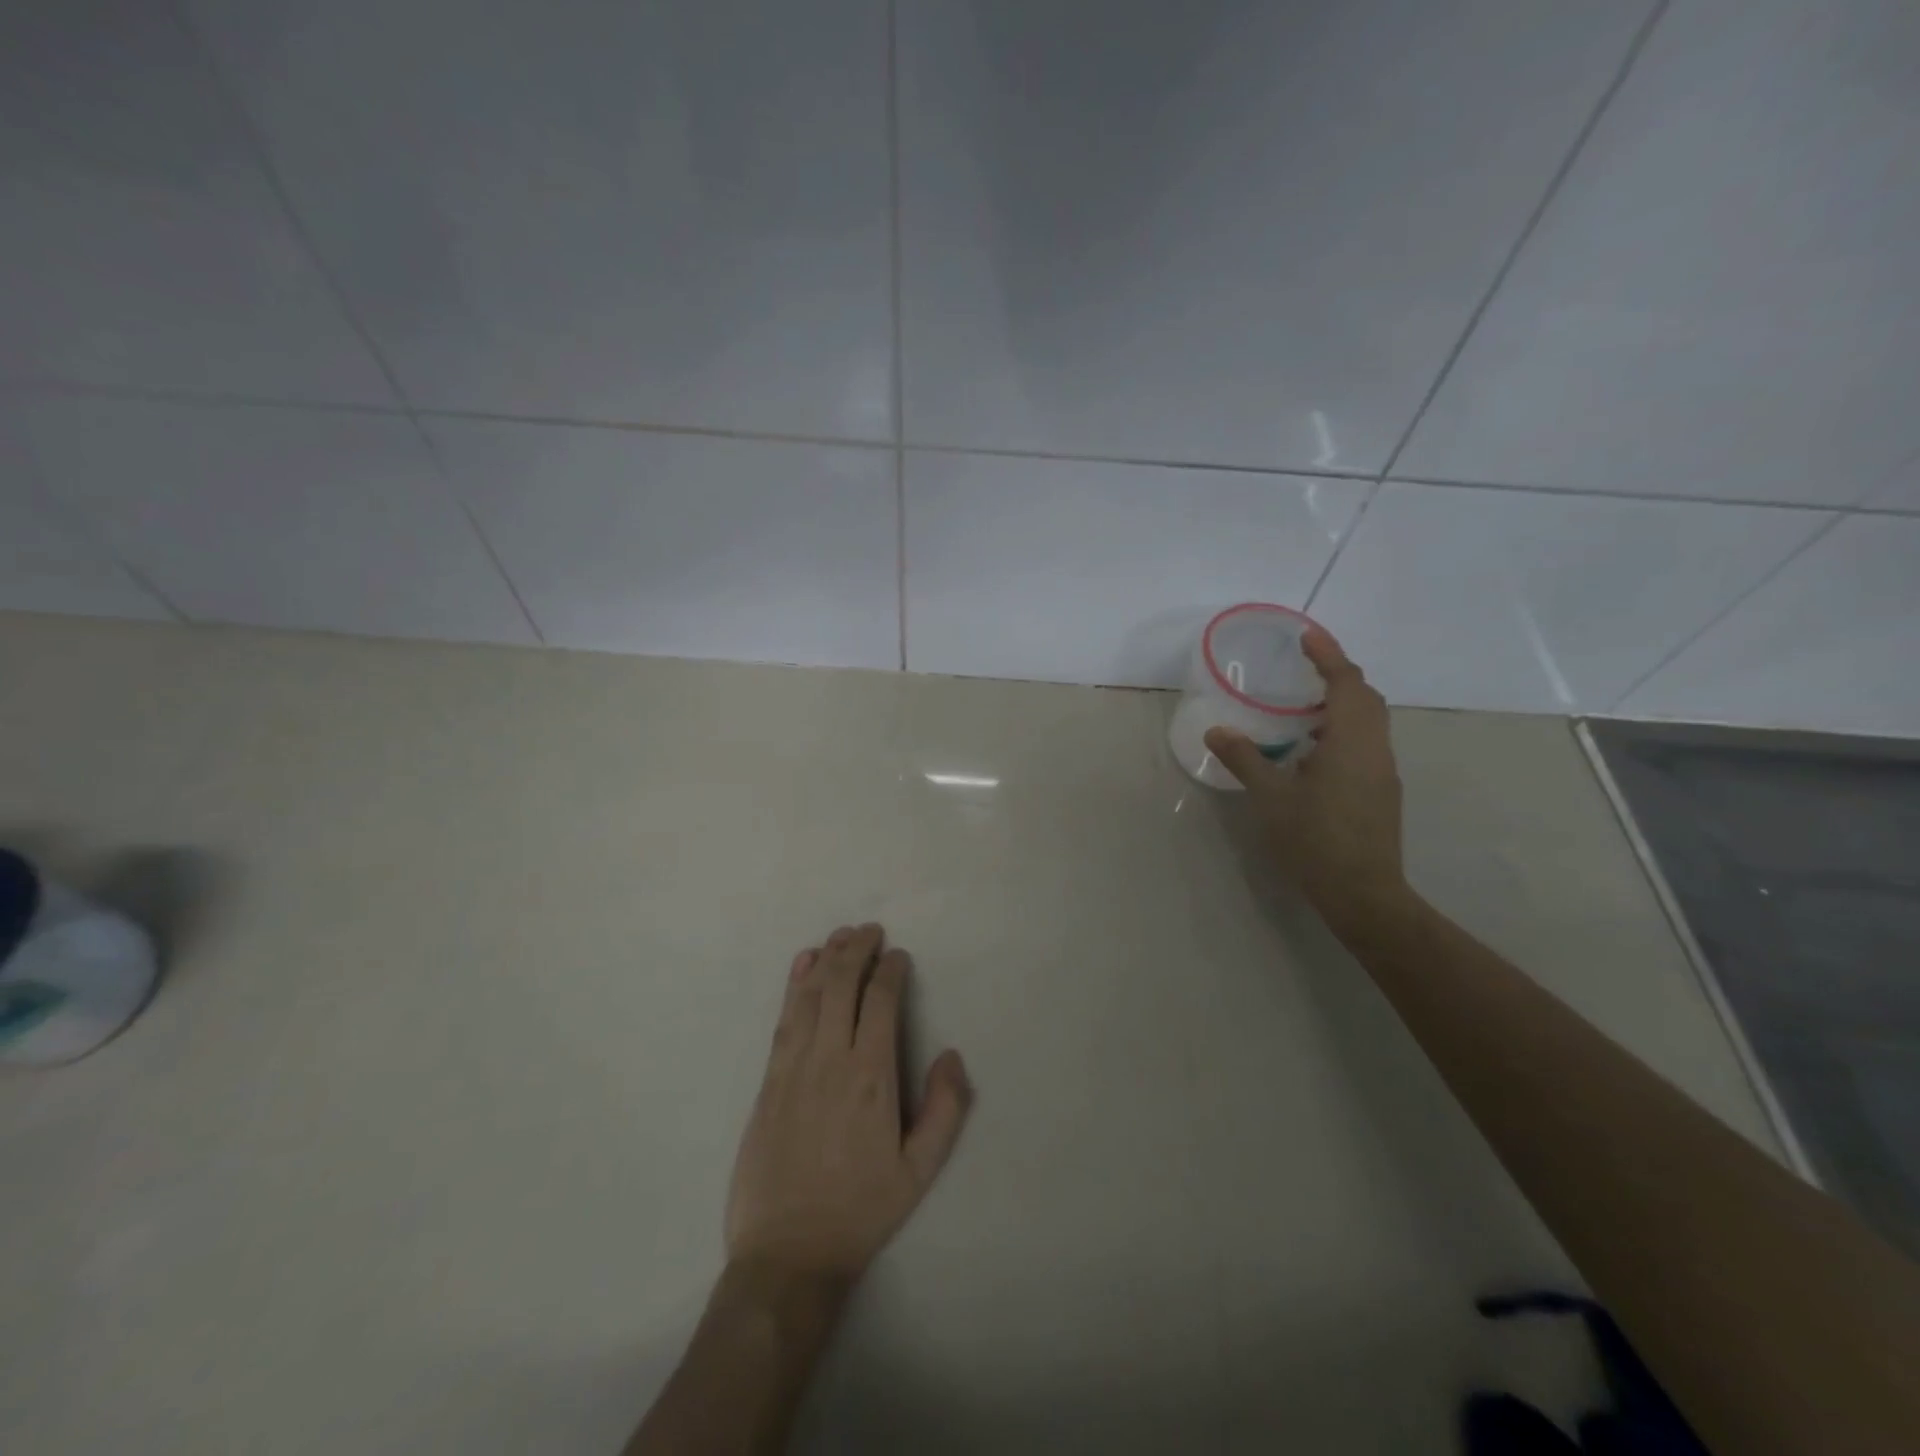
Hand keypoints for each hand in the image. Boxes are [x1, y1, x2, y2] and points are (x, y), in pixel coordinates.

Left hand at [725, 924, 971, 1295]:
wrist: (787, 1252)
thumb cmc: (860, 1210)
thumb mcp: (919, 1171)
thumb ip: (945, 1110)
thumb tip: (952, 1054)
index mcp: (871, 1076)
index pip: (880, 1001)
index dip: (890, 970)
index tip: (899, 955)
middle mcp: (831, 1058)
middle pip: (842, 985)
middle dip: (857, 950)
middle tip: (870, 930)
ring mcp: (794, 1066)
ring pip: (810, 994)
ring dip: (826, 958)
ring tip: (841, 935)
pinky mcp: (769, 1078)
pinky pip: (784, 1018)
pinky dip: (794, 985)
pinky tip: (802, 965)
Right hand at [1204, 626, 1407, 925]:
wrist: (1362, 893)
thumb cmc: (1315, 840)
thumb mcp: (1270, 798)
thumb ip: (1244, 759)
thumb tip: (1217, 730)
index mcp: (1351, 742)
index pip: (1346, 682)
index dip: (1328, 655)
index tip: (1307, 635)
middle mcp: (1374, 748)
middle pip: (1365, 697)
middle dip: (1337, 674)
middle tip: (1304, 666)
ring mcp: (1382, 771)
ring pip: (1370, 721)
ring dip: (1342, 703)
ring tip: (1302, 706)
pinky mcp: (1381, 791)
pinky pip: (1366, 742)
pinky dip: (1343, 729)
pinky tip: (1312, 751)